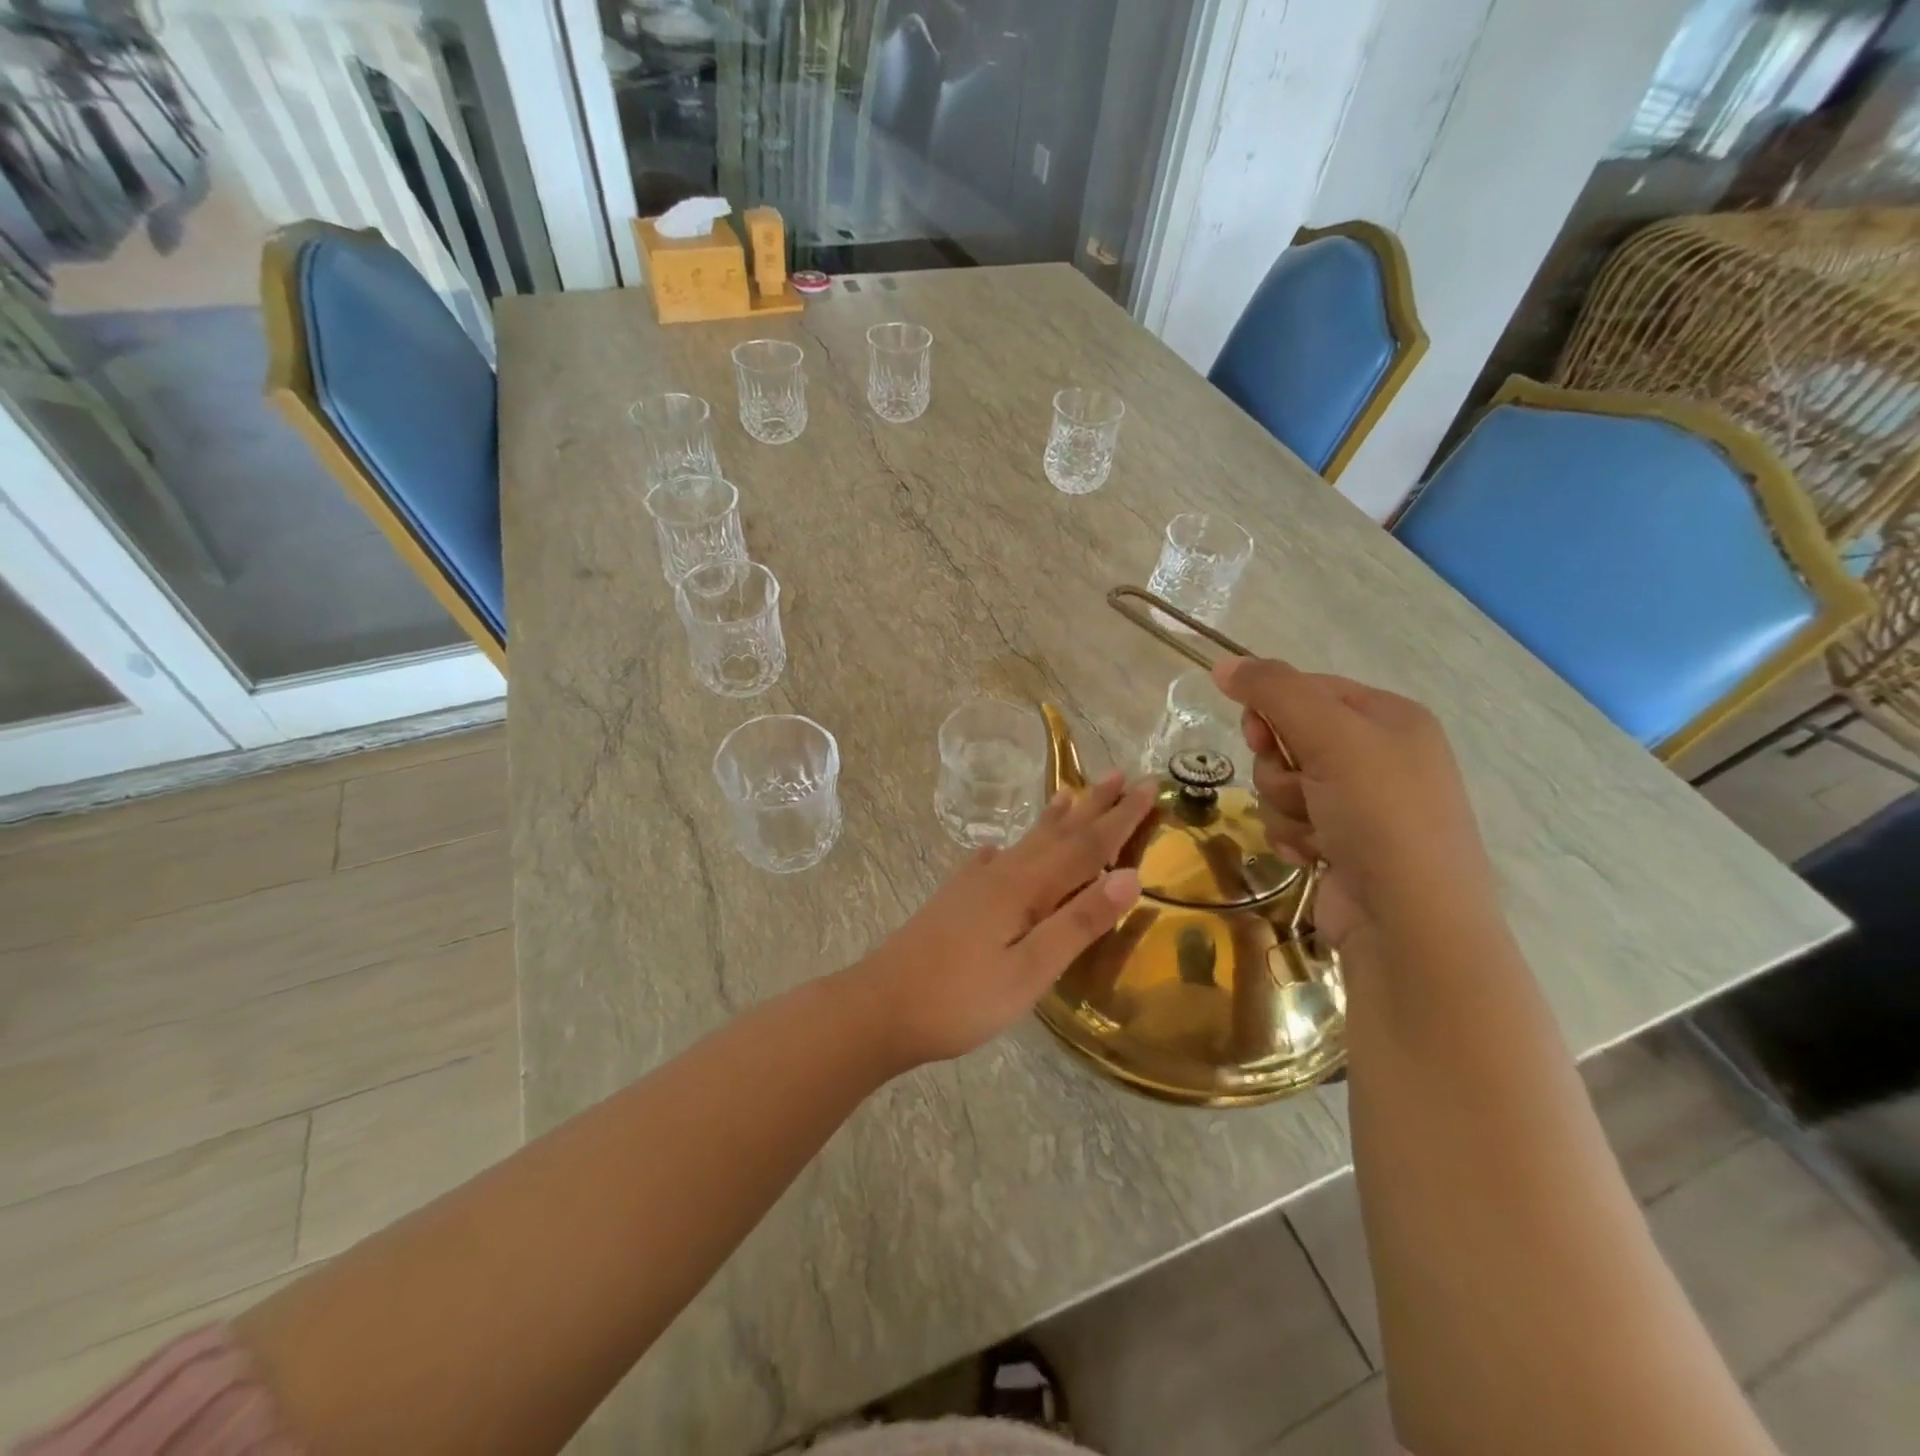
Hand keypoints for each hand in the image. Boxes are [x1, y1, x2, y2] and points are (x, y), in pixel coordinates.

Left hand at [848, 772, 1155, 1069]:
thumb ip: (1079, 924)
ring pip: (1024, 842)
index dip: (1120, 818)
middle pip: (1056, 833)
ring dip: (1054, 819)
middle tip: (1120, 774)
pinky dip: (1007, 848)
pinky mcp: (953, 900)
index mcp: (1025, 887)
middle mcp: (1001, 874)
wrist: (879, 1007)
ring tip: (1071, 792)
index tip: (1148, 786)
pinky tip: (998, 847)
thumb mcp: (1030, 971)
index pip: (1086, 846)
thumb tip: (1130, 876)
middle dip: (1092, 806)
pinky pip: (991, 861)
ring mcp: (972, 885)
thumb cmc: (960, 998)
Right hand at [1212, 657, 1500, 951]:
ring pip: (1281, 782)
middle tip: (1301, 785)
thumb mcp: (1330, 736)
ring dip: (1285, 805)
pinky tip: (1315, 855)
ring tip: (1316, 829)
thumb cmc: (1380, 815)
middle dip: (1280, 766)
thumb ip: (1273, 691)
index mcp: (1389, 716)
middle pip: (1288, 737)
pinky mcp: (1342, 842)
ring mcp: (1361, 803)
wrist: (1410, 922)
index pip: (1306, 688)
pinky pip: (1289, 820)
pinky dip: (1293, 835)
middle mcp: (1378, 754)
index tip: (1260, 735)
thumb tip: (1223, 663)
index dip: (1273, 709)